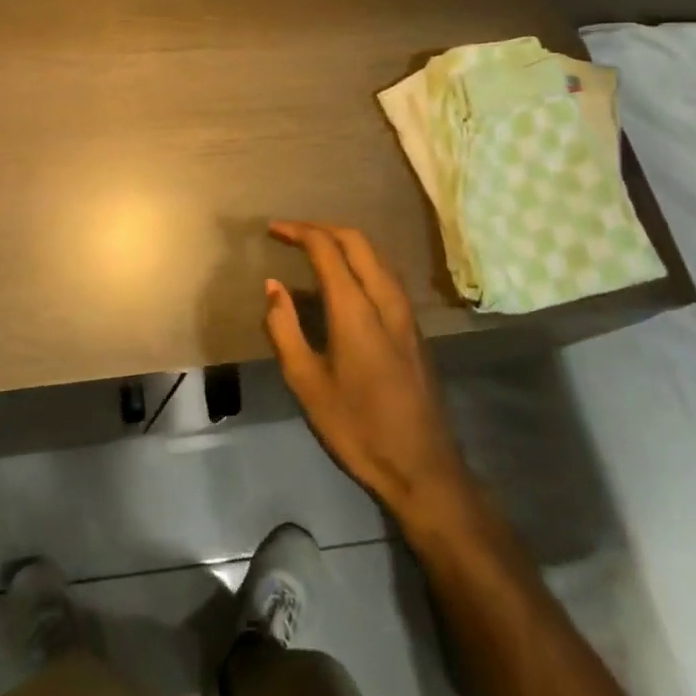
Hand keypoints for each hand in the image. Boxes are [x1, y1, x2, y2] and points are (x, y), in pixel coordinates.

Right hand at [264, 221, 468, 523]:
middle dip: (321, 228)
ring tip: (312, 248)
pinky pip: (385, 274)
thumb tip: (273, 286)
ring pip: (376, 255)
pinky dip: (359, 260)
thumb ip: (284, 328)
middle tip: (290, 232)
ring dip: (343, 241)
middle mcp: (386, 300)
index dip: (299, 232)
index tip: (273, 230)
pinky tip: (343, 280)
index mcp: (356, 310)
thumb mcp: (306, 383)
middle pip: (357, 241)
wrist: (423, 468)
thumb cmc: (357, 427)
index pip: (327, 249)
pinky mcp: (413, 328)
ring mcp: (406, 313)